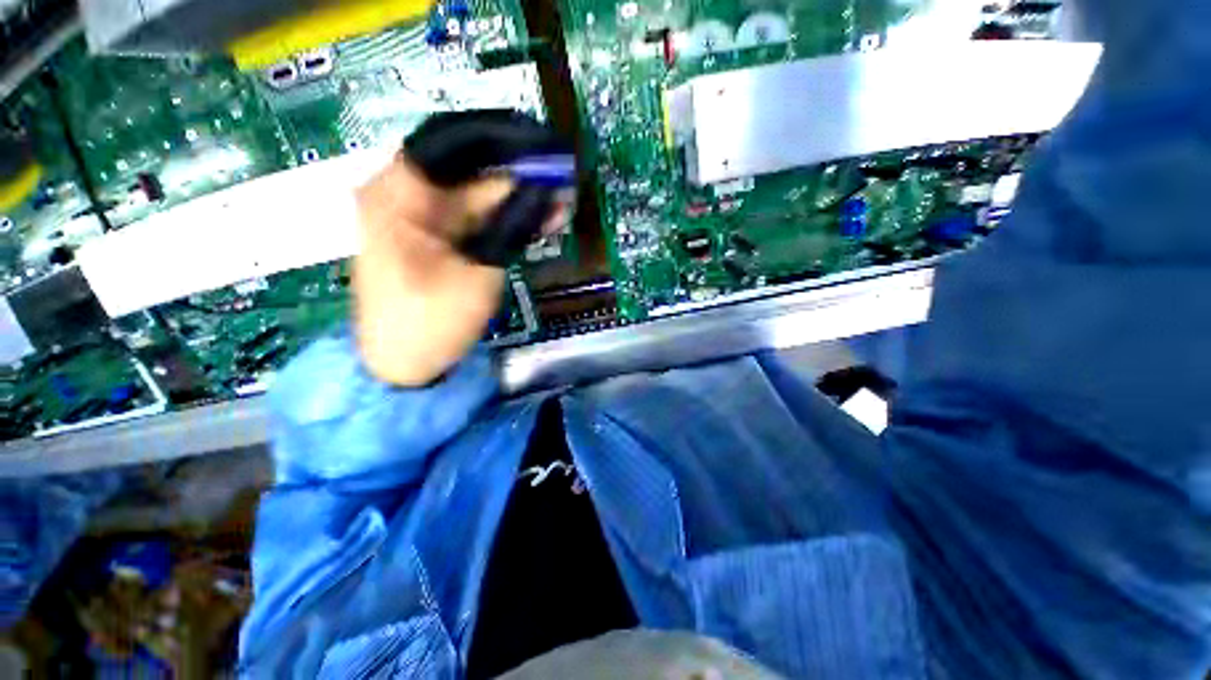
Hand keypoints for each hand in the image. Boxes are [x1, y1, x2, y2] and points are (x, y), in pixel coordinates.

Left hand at [353, 112, 570, 386]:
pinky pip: (479, 219)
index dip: (498, 139)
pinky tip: (544, 219)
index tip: (540, 143)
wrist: (404, 366)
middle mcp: (408, 196)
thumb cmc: (430, 324)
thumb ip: (510, 227)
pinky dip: (509, 219)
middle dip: (518, 173)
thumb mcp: (477, 274)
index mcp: (399, 194)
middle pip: (470, 170)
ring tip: (563, 198)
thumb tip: (545, 190)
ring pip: (480, 196)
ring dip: (521, 198)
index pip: (450, 142)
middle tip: (564, 173)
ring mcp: (425, 219)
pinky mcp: (441, 239)